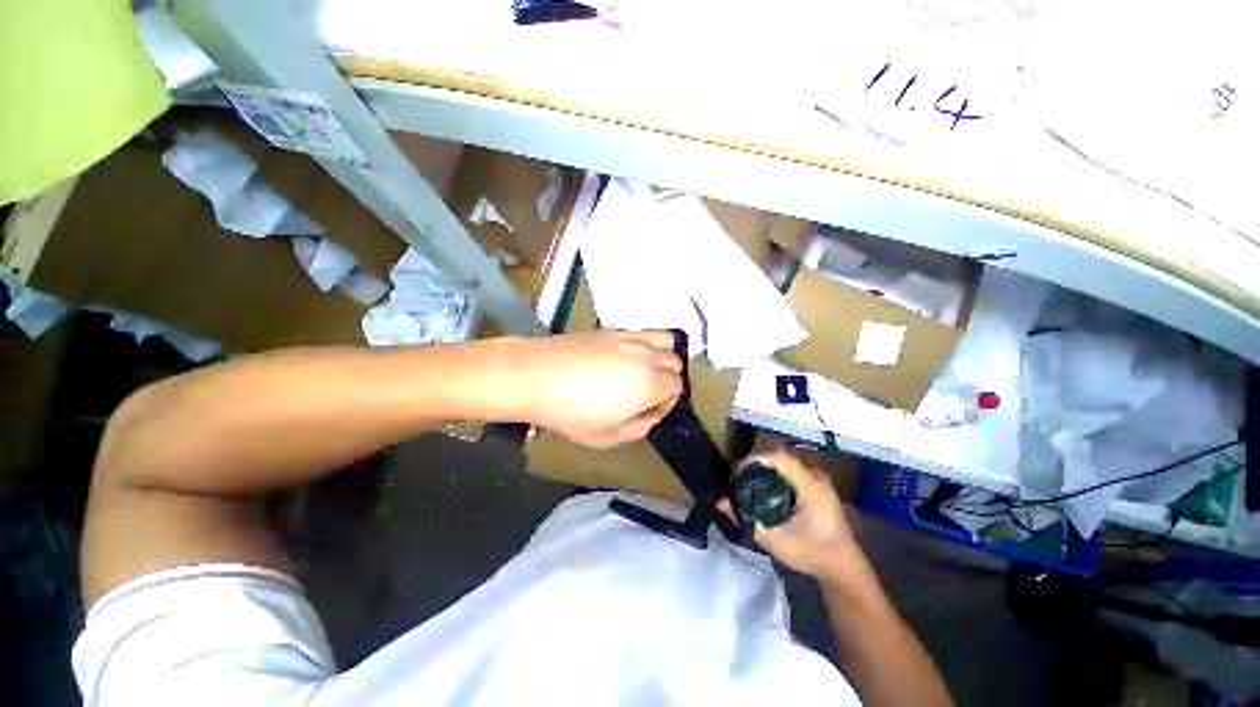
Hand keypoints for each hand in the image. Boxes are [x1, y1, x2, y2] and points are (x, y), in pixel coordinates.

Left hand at [517, 330, 682, 448]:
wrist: (537, 375)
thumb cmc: (572, 412)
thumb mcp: (608, 437)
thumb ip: (640, 428)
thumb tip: (652, 414)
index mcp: (651, 383)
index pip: (677, 386)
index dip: (667, 402)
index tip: (649, 411)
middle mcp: (647, 356)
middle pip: (675, 362)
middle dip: (669, 378)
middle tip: (648, 393)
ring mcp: (630, 339)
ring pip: (666, 340)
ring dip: (664, 356)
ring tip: (646, 369)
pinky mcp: (614, 330)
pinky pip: (643, 331)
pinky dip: (647, 343)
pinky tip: (628, 357)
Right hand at [719, 450, 864, 583]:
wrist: (844, 567)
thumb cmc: (812, 554)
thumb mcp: (775, 541)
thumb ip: (746, 520)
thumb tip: (720, 502)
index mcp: (810, 485)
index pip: (778, 456)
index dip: (755, 458)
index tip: (738, 471)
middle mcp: (816, 476)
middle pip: (780, 456)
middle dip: (756, 463)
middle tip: (740, 478)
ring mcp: (819, 479)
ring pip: (786, 462)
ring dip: (766, 467)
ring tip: (749, 482)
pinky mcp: (819, 485)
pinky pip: (792, 469)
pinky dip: (776, 473)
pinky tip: (767, 488)